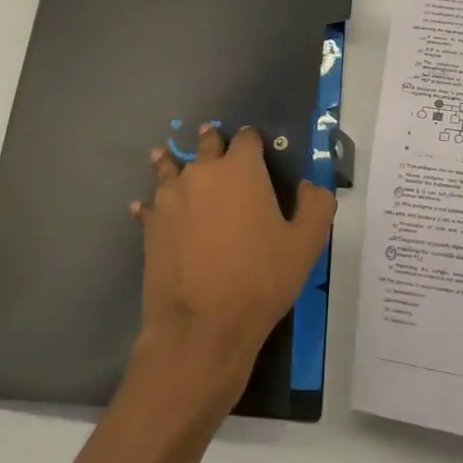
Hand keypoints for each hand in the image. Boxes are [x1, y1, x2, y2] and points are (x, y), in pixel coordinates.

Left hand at [130, 124, 335, 415]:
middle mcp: (202, 173)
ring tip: (166, 158)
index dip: (252, 140)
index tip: (255, 148)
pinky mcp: (151, 225)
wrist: (202, 325)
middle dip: (211, 142)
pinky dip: (151, 204)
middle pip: (205, 145)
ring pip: (169, 168)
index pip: (247, 138)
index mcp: (241, 170)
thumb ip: (316, 205)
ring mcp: (171, 197)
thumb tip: (310, 185)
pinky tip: (146, 208)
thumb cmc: (261, 279)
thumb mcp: (307, 244)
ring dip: (171, 161)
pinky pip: (150, 205)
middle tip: (211, 141)